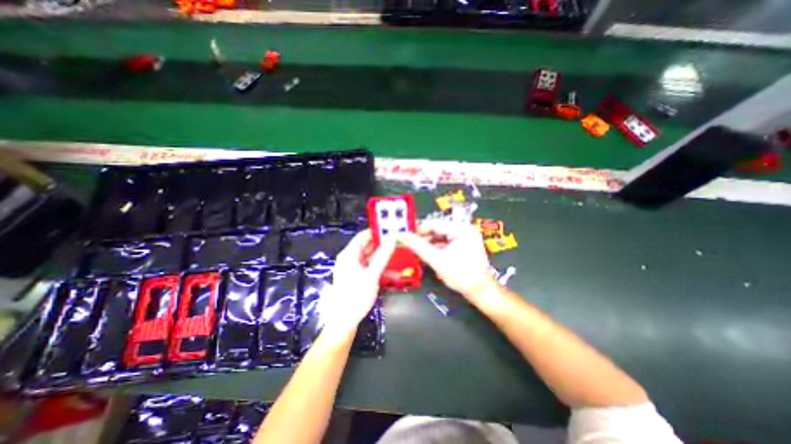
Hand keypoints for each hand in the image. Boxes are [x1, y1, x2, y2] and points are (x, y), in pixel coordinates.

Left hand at [317, 230, 395, 340]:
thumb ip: (382, 257)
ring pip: (371, 256)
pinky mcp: (358, 275)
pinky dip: (381, 266)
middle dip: (384, 244)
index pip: (363, 236)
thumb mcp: (371, 276)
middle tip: (400, 243)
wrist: (343, 321)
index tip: (393, 230)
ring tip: (400, 255)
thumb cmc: (355, 297)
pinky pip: (371, 266)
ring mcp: (354, 267)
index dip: (377, 231)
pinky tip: (393, 270)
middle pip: (368, 246)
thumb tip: (392, 239)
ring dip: (384, 257)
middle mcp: (350, 258)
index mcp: (349, 255)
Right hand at [403, 221, 492, 299]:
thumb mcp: (436, 259)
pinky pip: (446, 243)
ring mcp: (465, 237)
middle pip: (437, 230)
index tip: (405, 236)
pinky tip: (428, 255)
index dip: (418, 230)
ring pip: (441, 237)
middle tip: (410, 246)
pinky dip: (437, 248)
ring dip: (429, 244)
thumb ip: (418, 246)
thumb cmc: (460, 275)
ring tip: (417, 252)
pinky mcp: (464, 245)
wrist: (480, 291)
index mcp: (460, 228)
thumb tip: (402, 235)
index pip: (434, 224)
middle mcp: (464, 229)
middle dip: (424, 239)